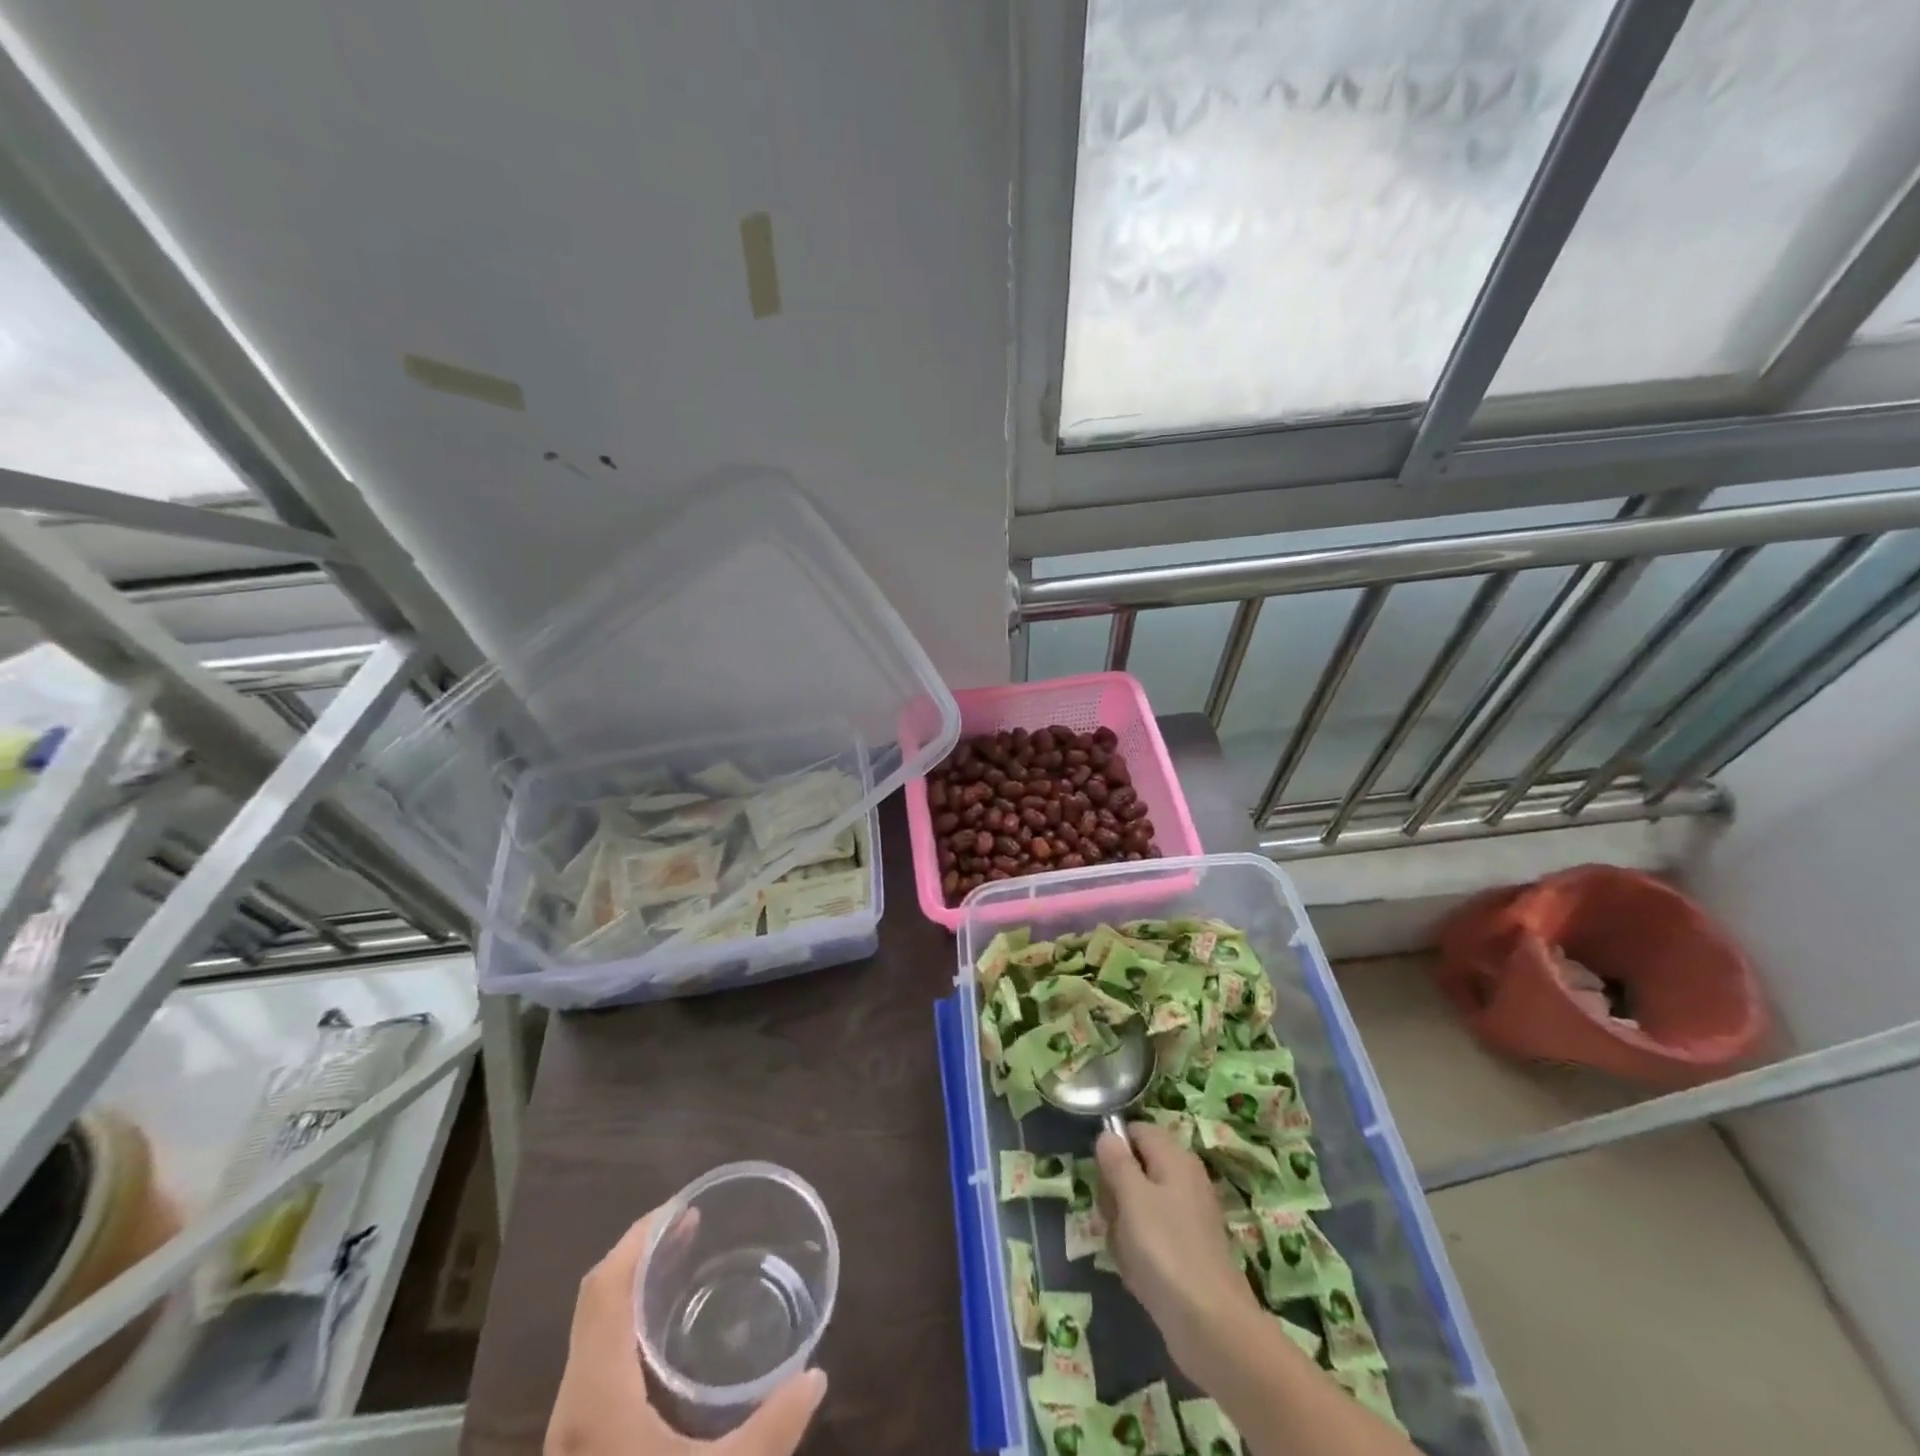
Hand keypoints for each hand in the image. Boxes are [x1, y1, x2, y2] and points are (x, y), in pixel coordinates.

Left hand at [546, 1209, 827, 1455]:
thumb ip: (772, 1432)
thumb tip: (817, 1375)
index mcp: (596, 1398)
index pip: (604, 1290)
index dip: (640, 1239)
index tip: (685, 1207)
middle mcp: (575, 1402)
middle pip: (597, 1301)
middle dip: (643, 1252)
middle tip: (696, 1227)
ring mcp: (572, 1428)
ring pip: (594, 1330)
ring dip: (635, 1287)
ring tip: (685, 1263)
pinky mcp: (580, 1444)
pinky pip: (599, 1357)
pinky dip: (631, 1323)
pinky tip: (668, 1336)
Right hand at [1095, 1123, 1258, 1377]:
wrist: (1211, 1326)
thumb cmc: (1166, 1249)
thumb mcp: (1131, 1196)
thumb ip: (1116, 1160)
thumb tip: (1107, 1135)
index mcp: (1175, 1158)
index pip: (1136, 1131)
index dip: (1114, 1148)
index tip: (1102, 1176)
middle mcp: (1185, 1180)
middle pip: (1135, 1169)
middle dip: (1115, 1193)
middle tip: (1114, 1218)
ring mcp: (1188, 1218)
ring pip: (1139, 1207)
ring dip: (1123, 1228)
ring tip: (1127, 1252)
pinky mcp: (1188, 1252)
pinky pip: (1151, 1238)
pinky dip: (1139, 1252)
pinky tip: (1139, 1275)